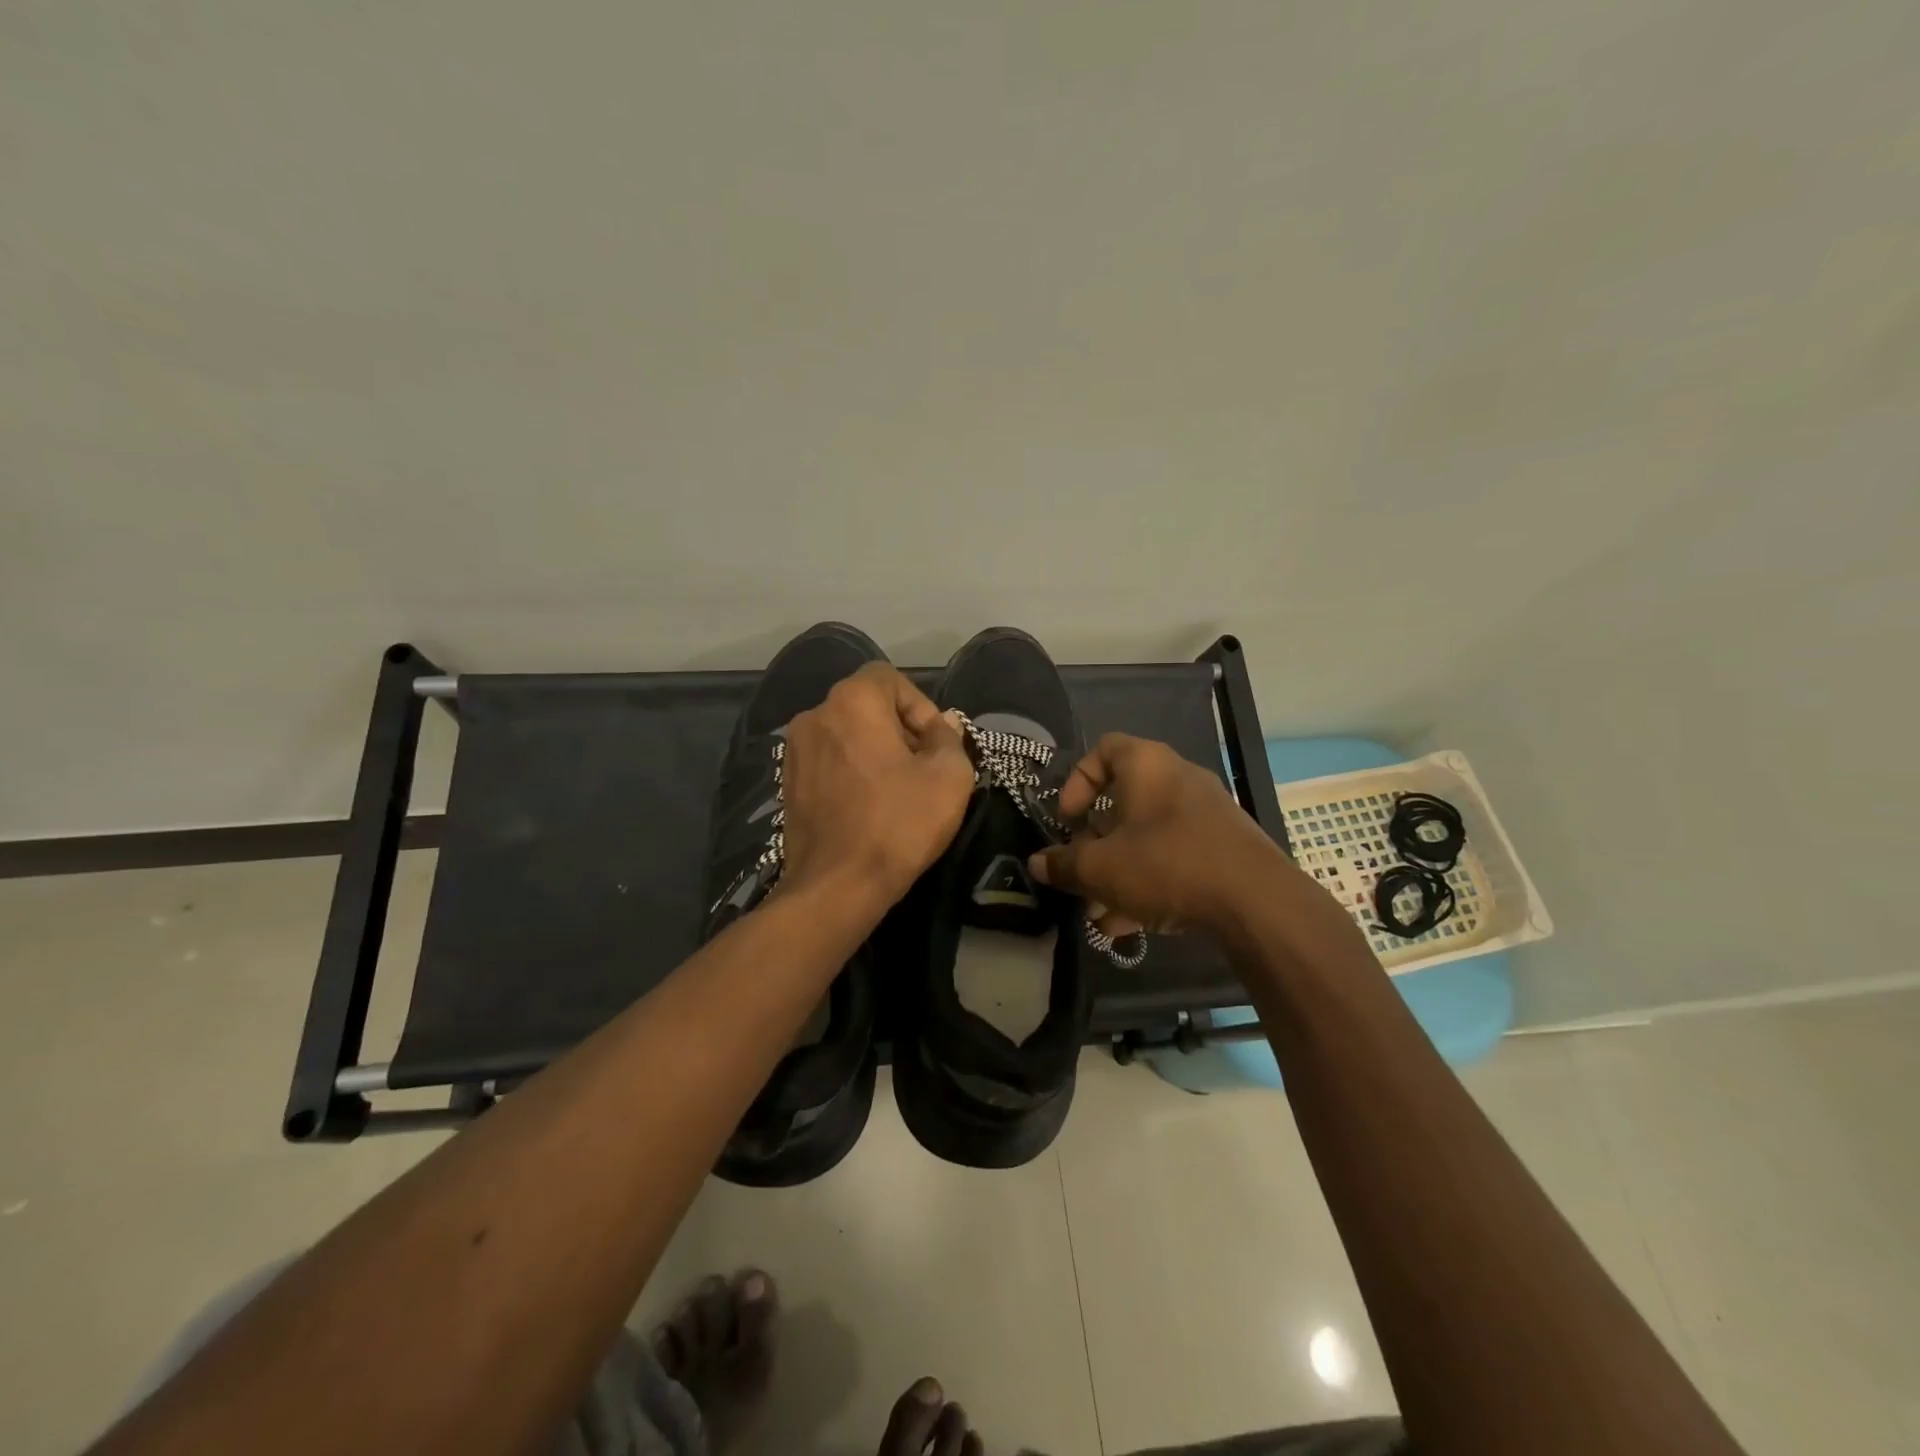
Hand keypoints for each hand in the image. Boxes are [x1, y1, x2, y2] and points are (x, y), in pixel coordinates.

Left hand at [778, 662, 975, 911]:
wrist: (837, 886)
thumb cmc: (898, 824)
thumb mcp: (949, 777)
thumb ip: (949, 738)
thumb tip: (943, 725)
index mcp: (851, 702)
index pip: (889, 678)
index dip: (920, 705)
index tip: (935, 743)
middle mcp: (815, 716)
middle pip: (866, 705)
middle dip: (900, 729)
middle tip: (924, 767)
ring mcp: (795, 751)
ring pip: (846, 734)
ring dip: (875, 751)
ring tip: (898, 789)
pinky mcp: (787, 783)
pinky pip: (829, 760)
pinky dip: (851, 771)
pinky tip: (869, 805)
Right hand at [1028, 733, 1289, 934]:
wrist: (1258, 902)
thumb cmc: (1168, 865)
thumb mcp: (1101, 869)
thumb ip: (1064, 865)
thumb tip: (1038, 863)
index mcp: (1147, 766)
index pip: (1103, 749)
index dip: (1076, 781)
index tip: (1067, 820)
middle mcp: (1178, 780)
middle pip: (1123, 803)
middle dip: (1095, 844)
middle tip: (1080, 873)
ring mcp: (1205, 815)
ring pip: (1147, 838)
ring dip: (1118, 874)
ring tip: (1099, 915)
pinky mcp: (1224, 849)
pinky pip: (1174, 858)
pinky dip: (1149, 884)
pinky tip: (1131, 927)